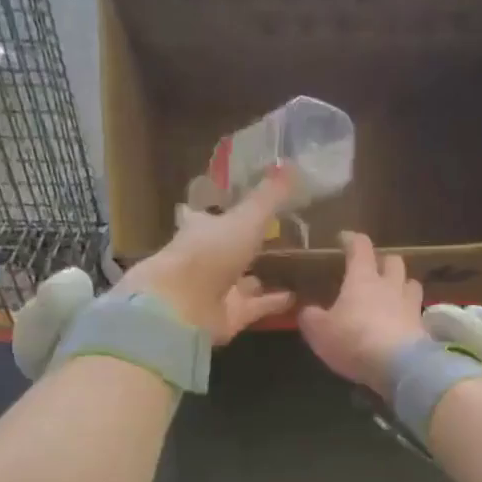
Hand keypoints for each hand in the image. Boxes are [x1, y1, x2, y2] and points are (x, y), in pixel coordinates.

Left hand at [118, 170, 295, 342]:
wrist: (183, 308)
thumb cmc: (209, 253)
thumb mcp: (245, 219)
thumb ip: (269, 197)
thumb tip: (292, 164)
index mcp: (202, 228)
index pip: (214, 215)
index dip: (229, 209)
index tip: (247, 203)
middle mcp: (208, 258)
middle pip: (230, 249)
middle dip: (250, 245)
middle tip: (281, 236)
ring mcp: (218, 290)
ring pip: (244, 280)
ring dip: (264, 276)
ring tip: (296, 268)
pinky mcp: (230, 316)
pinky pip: (258, 306)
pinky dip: (275, 302)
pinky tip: (298, 296)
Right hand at [297, 231, 428, 396]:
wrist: (398, 366)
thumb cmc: (354, 341)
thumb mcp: (320, 332)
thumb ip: (311, 318)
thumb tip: (307, 311)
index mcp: (363, 279)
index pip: (360, 248)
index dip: (351, 240)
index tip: (344, 238)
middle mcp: (390, 285)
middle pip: (393, 260)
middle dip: (383, 261)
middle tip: (373, 269)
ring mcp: (410, 305)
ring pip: (411, 283)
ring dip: (402, 284)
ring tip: (393, 293)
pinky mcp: (422, 327)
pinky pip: (417, 311)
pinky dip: (409, 313)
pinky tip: (402, 322)